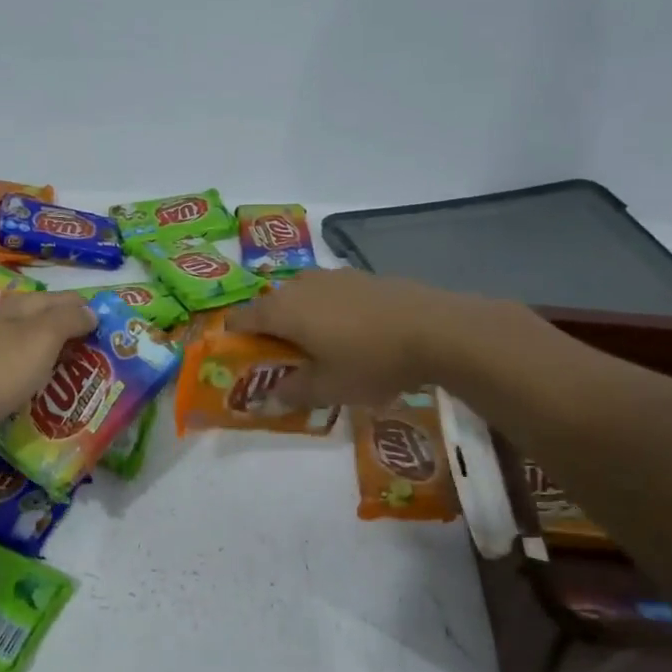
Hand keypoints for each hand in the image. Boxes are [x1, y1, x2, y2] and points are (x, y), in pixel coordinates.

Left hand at [0, 292, 96, 471]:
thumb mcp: (39, 339)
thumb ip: (68, 321)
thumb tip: (91, 311)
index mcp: (18, 308)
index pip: (66, 300)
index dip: (91, 315)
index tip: (117, 341)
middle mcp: (2, 327)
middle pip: (49, 329)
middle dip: (77, 345)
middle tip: (105, 372)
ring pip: (32, 358)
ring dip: (56, 371)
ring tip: (82, 394)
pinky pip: (15, 384)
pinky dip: (34, 391)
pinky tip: (44, 409)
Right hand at [226, 268, 453, 409]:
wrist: (436, 329)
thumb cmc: (370, 361)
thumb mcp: (328, 388)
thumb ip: (291, 392)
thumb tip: (269, 396)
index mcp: (282, 309)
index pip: (239, 318)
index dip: (234, 340)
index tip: (243, 362)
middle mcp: (300, 284)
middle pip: (270, 306)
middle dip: (270, 333)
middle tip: (284, 364)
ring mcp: (332, 276)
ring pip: (301, 298)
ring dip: (301, 321)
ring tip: (320, 350)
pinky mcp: (361, 276)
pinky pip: (329, 295)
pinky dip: (328, 312)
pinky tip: (351, 335)